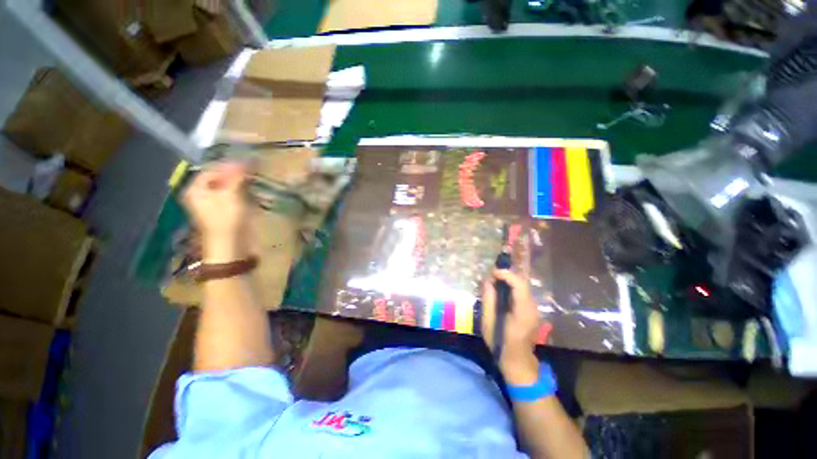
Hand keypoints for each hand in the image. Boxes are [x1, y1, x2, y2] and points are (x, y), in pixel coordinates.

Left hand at [182, 161, 250, 262]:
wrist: (232, 246)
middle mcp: (203, 194)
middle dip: (237, 174)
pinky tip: (254, 191)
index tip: (247, 163)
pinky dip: (245, 192)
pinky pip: (235, 195)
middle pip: (220, 177)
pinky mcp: (227, 210)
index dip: (229, 165)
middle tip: (253, 170)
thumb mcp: (231, 195)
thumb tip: (246, 160)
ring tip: (255, 180)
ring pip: (229, 186)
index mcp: (196, 189)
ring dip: (242, 182)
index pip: (212, 170)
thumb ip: (237, 176)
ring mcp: (215, 203)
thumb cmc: (227, 220)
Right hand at [481, 269, 540, 384]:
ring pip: (522, 287)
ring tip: (493, 283)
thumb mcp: (489, 322)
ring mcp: (534, 309)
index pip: (519, 284)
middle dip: (506, 276)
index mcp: (523, 310)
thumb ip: (488, 299)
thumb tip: (487, 281)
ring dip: (508, 281)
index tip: (492, 272)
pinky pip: (522, 293)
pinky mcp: (532, 311)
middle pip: (522, 283)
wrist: (518, 362)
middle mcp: (532, 307)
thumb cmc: (501, 343)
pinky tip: (501, 292)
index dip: (506, 274)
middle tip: (490, 277)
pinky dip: (511, 288)